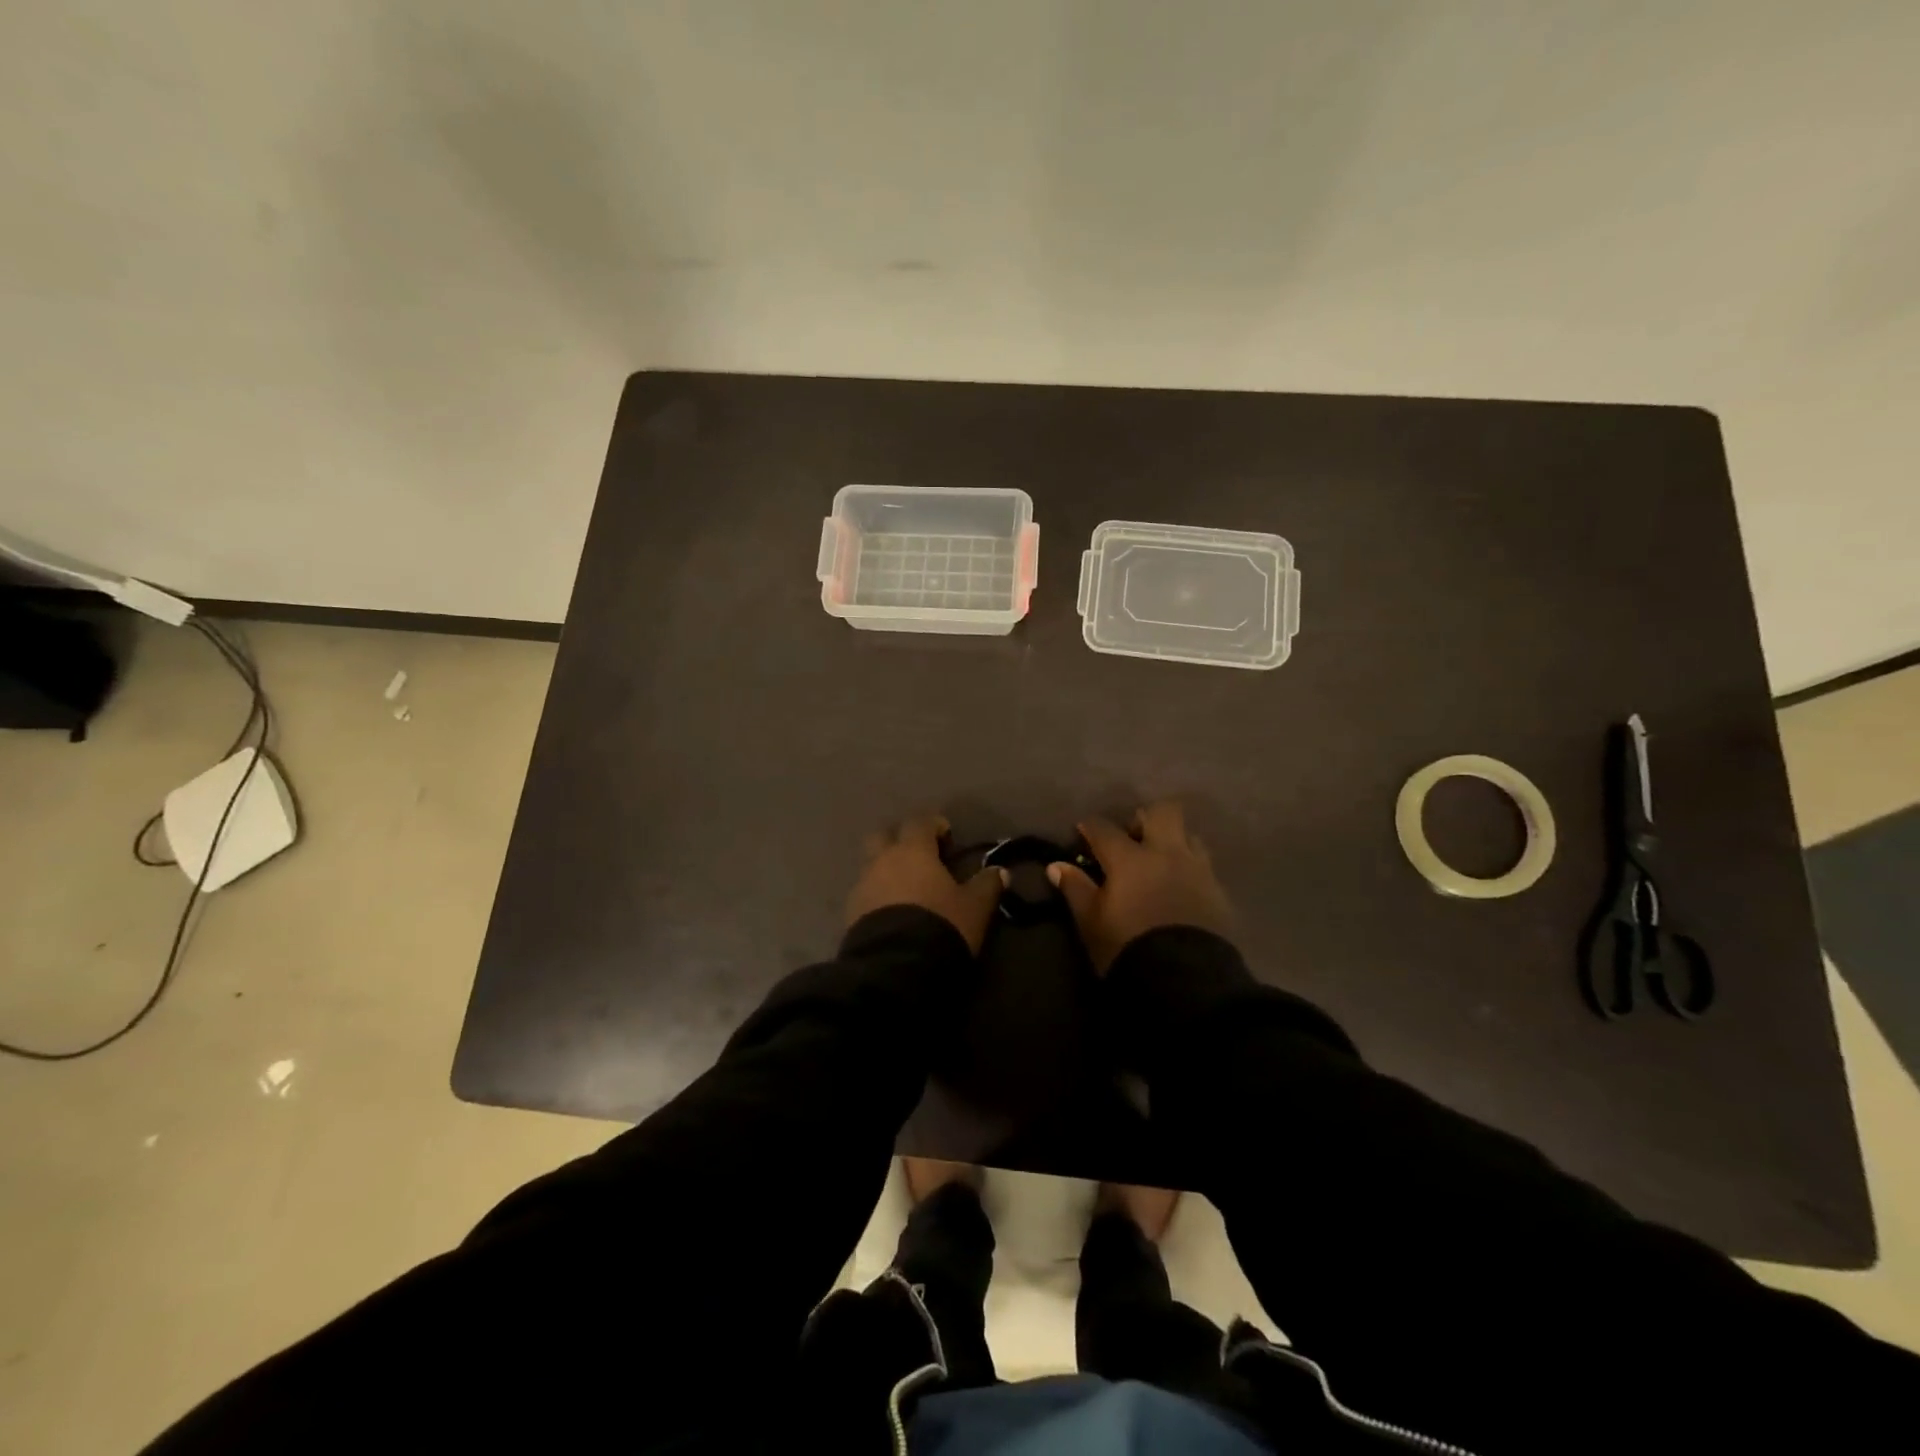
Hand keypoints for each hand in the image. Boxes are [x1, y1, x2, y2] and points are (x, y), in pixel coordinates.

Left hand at [845, 814, 1005, 953]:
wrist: (895, 967)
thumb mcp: (974, 907)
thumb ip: (987, 885)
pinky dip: (876, 896)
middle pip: (884, 836)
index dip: (933, 825)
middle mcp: (882, 861)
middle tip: (919, 857)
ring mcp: (862, 886)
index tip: (946, 835)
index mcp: (913, 851)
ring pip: (871, 865)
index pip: (919, 822)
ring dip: (886, 870)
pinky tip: (890, 913)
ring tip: (905, 890)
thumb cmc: (940, 925)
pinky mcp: (850, 913)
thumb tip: (1001, 871)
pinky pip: (864, 894)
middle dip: (899, 840)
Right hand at [1048, 802, 1233, 972]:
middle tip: (1133, 838)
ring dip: (1174, 841)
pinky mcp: (1219, 891)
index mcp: (1130, 858)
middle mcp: (1166, 853)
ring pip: (1189, 835)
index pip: (1103, 828)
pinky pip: (1204, 866)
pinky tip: (1181, 888)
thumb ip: (1075, 889)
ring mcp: (1197, 870)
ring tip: (1161, 863)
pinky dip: (1190, 869)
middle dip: (1145, 817)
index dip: (1090, 827)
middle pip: (1162, 811)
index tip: (1083, 833)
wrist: (1186, 980)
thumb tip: (1056, 866)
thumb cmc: (1127, 948)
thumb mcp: (1091, 922)